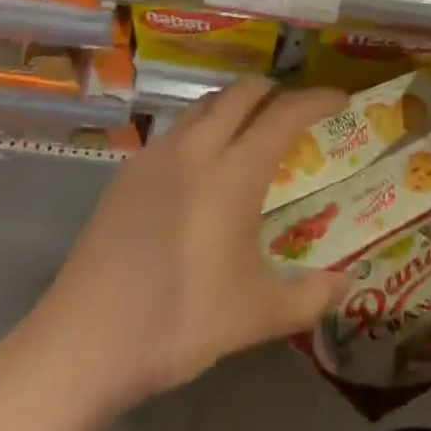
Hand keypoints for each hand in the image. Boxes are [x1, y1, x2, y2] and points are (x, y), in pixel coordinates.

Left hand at [27, 76, 351, 410]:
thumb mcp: (255, 317)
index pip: (286, 114)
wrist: (85, 340)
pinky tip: (200, 164)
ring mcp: (159, 153)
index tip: (340, 98)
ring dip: (235, 103)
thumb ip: (308, 297)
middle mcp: (199, 147)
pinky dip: (203, 126)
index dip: (317, 99)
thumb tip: (346, 284)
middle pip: (243, 92)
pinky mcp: (130, 169)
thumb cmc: (179, 321)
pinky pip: (177, 128)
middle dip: (275, 90)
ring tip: (249, 127)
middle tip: (293, 109)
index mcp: (235, 171)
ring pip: (206, 103)